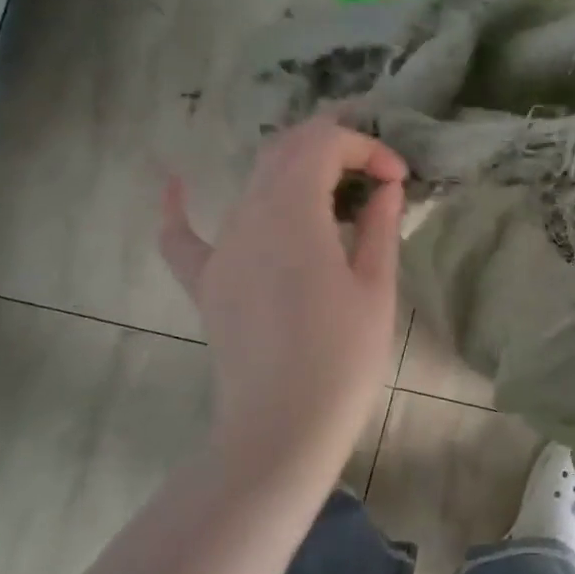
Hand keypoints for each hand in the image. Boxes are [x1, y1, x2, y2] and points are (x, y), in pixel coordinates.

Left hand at [159, 114, 406, 481]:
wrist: (282, 429)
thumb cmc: (342, 359)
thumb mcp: (376, 288)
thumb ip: (379, 227)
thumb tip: (386, 188)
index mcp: (294, 212)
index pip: (324, 145)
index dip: (366, 148)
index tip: (398, 179)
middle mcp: (249, 216)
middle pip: (285, 151)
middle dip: (333, 146)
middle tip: (372, 171)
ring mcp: (220, 248)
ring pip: (252, 183)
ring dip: (295, 171)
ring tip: (334, 191)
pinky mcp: (205, 281)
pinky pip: (183, 235)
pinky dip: (181, 205)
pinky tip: (176, 183)